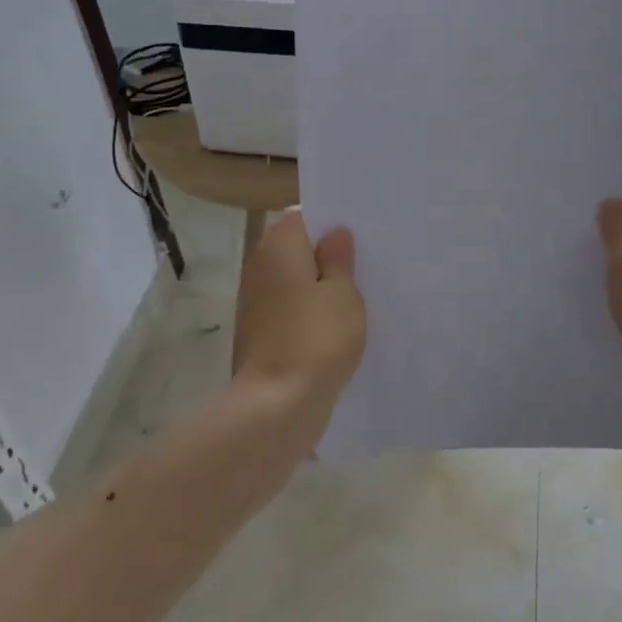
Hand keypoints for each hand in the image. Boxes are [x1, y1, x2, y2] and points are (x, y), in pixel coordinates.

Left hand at [232, 212, 366, 417]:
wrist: (276, 405)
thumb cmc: (316, 339)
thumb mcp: (342, 294)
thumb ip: (339, 259)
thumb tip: (334, 234)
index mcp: (279, 245)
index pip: (304, 216)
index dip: (332, 223)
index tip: (361, 236)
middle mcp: (259, 265)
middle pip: (297, 248)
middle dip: (327, 255)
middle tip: (367, 264)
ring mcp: (255, 300)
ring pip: (293, 279)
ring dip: (319, 285)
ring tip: (357, 295)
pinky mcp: (258, 330)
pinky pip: (289, 307)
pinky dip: (308, 310)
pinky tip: (336, 325)